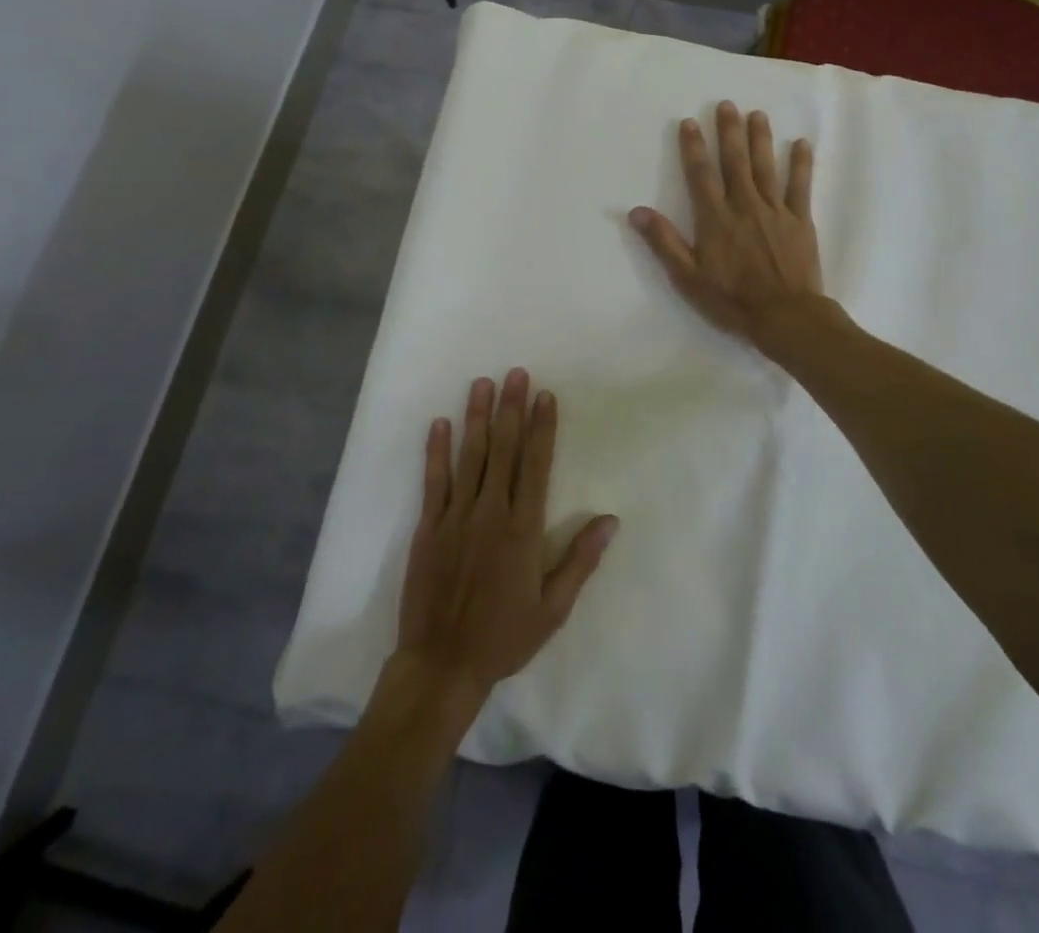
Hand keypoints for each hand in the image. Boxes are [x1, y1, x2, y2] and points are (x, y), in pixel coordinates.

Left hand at [392, 370, 617, 709]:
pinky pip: (433, 481)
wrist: (441, 666)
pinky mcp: (428, 528)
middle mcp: (490, 513)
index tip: (545, 396)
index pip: (536, 465)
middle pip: (503, 450)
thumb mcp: (553, 609)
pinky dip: (436, 451)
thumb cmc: (504, 638)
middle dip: (511, 409)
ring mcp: (456, 517)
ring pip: (469, 457)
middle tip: (516, 373)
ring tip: (482, 384)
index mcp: (523, 530)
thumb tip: (610, 520)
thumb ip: (580, 561)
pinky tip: (439, 424)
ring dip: (477, 418)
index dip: (541, 428)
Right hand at [629, 102, 824, 348]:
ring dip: (761, 138)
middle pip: (735, 161)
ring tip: (757, 114)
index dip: (693, 147)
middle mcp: (744, 204)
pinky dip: (802, 163)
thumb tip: (636, 212)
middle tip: (726, 105)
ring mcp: (775, 209)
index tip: (689, 122)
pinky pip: (801, 185)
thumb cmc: (731, 300)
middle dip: (729, 131)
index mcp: (715, 218)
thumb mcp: (688, 277)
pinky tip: (802, 143)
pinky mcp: (800, 219)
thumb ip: (664, 242)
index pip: (700, 174)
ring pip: (766, 166)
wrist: (785, 315)